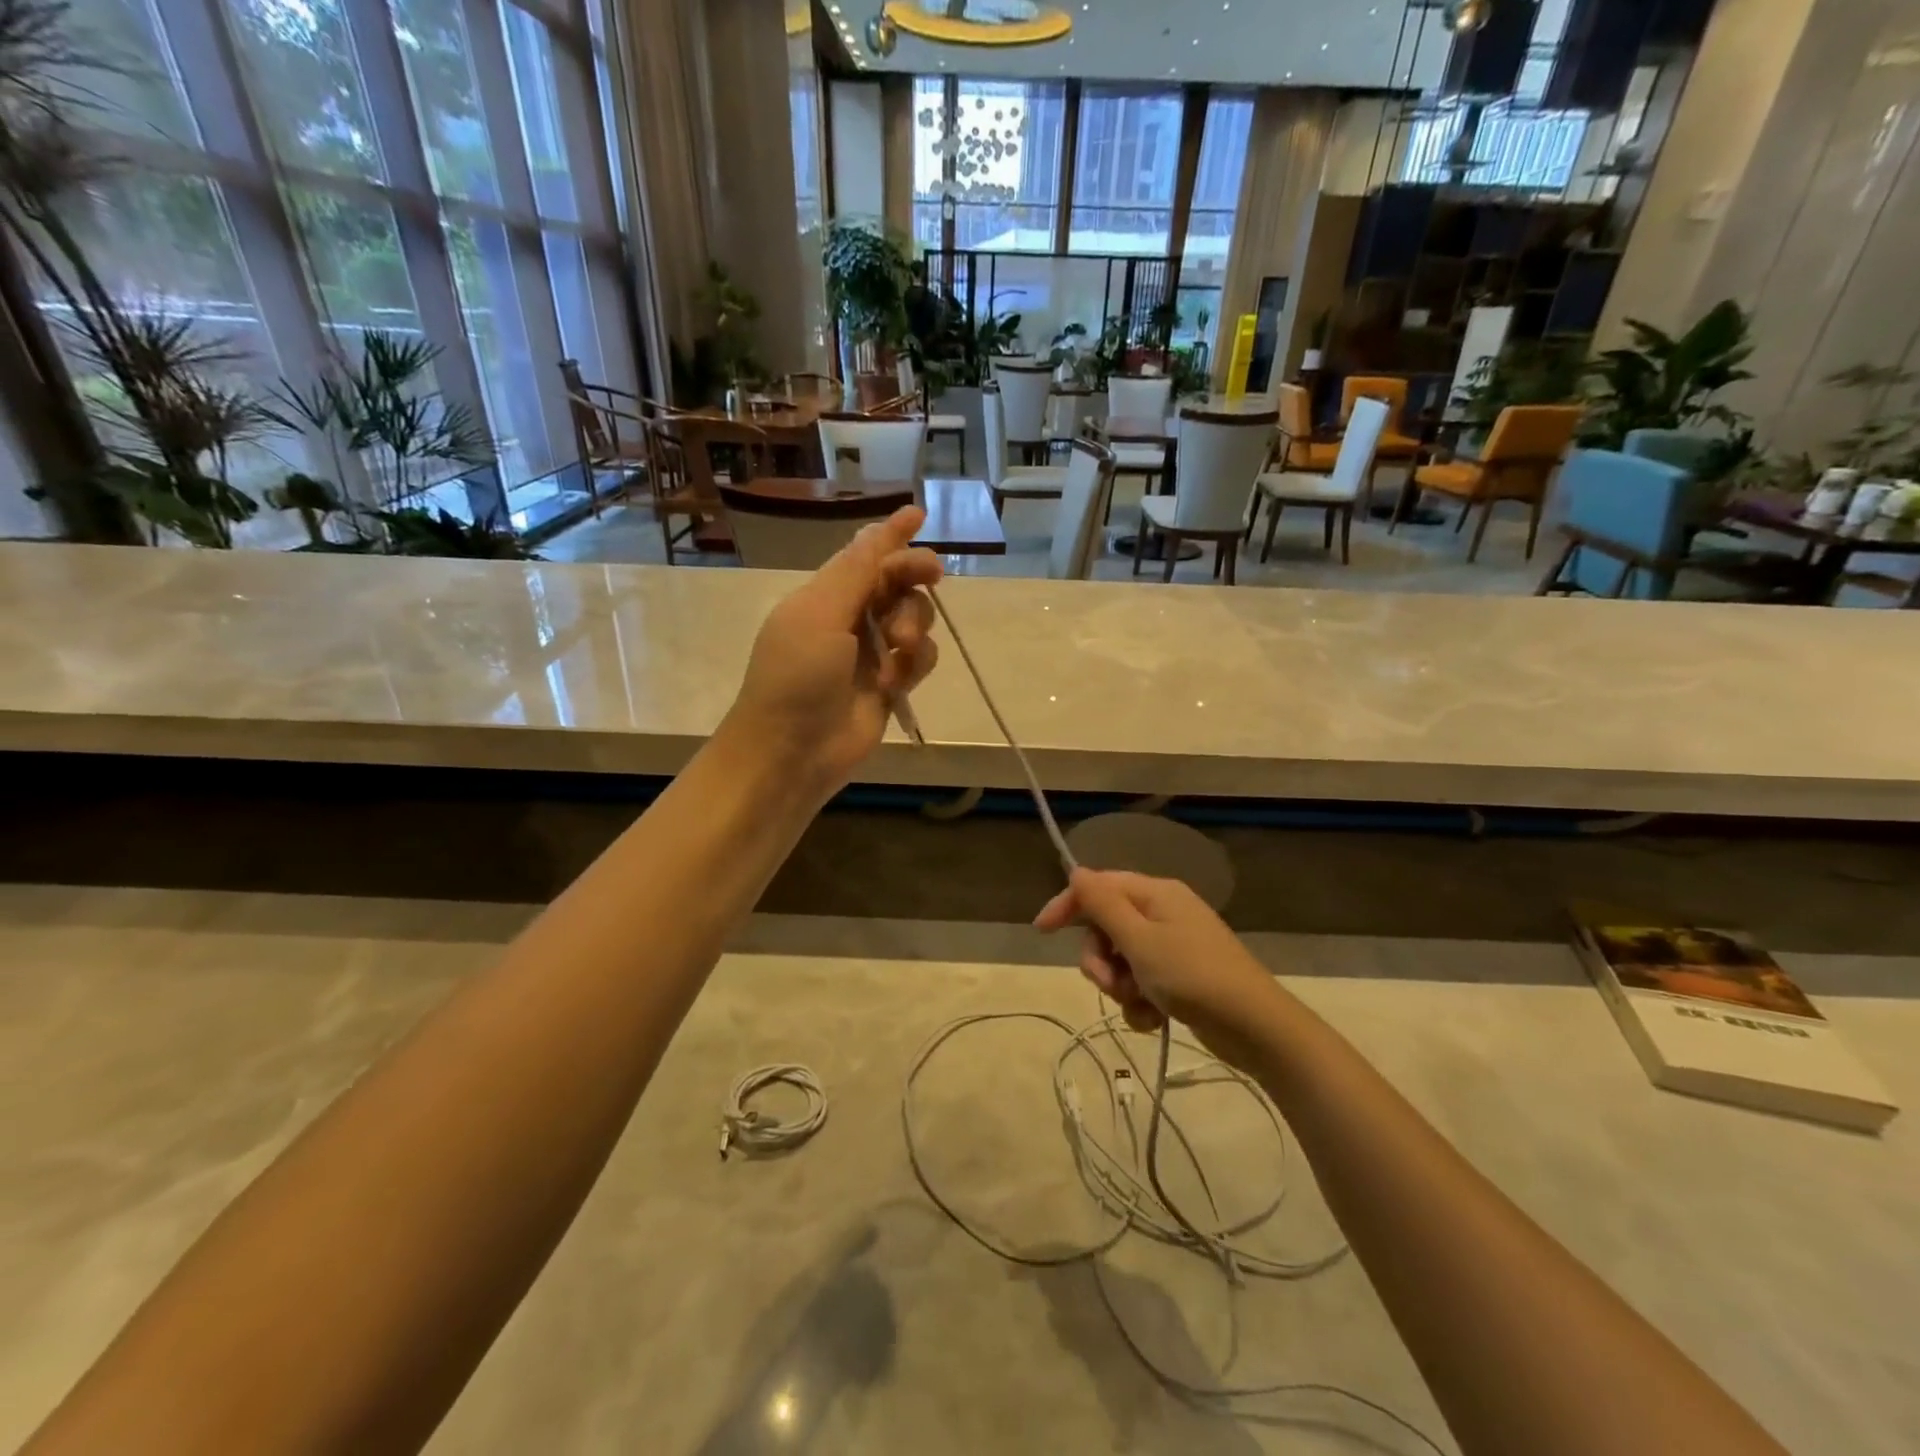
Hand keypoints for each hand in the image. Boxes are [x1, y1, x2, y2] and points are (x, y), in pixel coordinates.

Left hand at [725, 506, 942, 798]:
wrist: (790, 752)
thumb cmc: (796, 676)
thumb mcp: (820, 614)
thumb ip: (857, 572)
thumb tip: (880, 526)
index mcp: (825, 596)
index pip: (865, 556)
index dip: (891, 535)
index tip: (919, 515)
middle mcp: (850, 620)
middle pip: (896, 583)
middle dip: (913, 577)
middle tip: (932, 575)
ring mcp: (871, 655)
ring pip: (914, 620)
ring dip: (914, 624)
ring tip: (899, 647)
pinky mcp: (890, 687)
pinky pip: (919, 660)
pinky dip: (916, 662)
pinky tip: (899, 678)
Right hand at [1034, 868, 1277, 1067]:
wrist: (1256, 1027)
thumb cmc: (1193, 976)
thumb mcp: (1140, 940)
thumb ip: (1103, 904)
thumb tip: (1076, 870)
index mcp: (1155, 894)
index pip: (1098, 887)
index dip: (1068, 905)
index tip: (1042, 931)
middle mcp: (1162, 913)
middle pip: (1106, 927)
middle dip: (1100, 958)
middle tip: (1111, 983)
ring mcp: (1172, 946)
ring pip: (1121, 959)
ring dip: (1119, 985)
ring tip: (1139, 1003)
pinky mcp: (1180, 977)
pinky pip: (1141, 982)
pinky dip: (1140, 1002)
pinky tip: (1153, 1019)